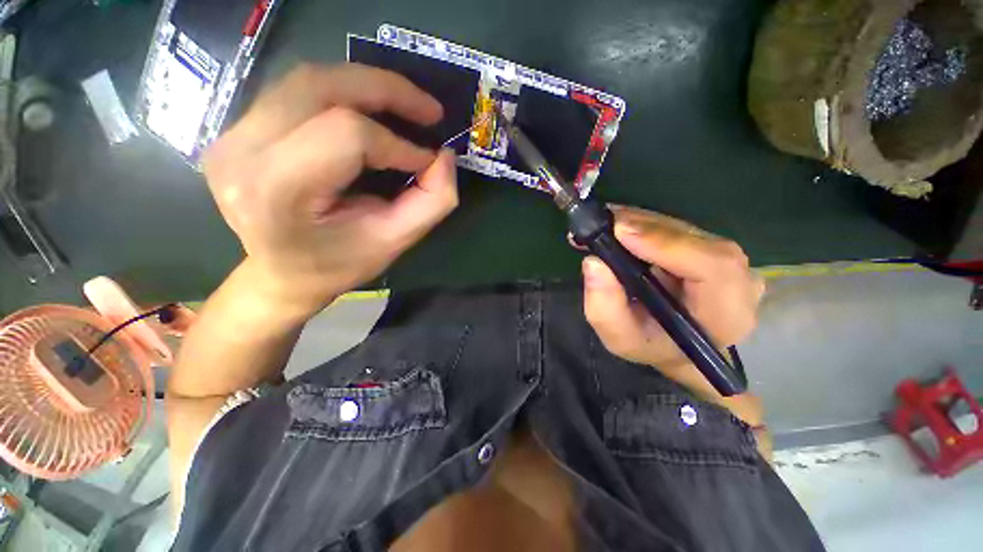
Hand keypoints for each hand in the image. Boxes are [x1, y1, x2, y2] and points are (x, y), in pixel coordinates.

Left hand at [202, 63, 457, 316]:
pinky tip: (370, 110)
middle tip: (429, 109)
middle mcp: (242, 153)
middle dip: (386, 90)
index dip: (397, 144)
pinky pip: (297, 91)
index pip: (346, 135)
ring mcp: (231, 135)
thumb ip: (431, 202)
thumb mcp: (394, 242)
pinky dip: (343, 93)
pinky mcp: (237, 129)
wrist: (283, 274)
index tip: (427, 161)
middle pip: (320, 87)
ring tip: (405, 105)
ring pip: (308, 80)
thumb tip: (445, 157)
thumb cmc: (339, 264)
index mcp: (275, 191)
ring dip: (366, 85)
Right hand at [582, 205, 764, 380]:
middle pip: (697, 240)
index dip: (668, 243)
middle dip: (645, 227)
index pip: (713, 266)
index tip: (620, 232)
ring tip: (604, 221)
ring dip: (641, 222)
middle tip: (603, 221)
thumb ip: (605, 307)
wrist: (674, 347)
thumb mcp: (619, 338)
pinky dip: (646, 223)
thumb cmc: (649, 346)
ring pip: (686, 229)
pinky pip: (680, 228)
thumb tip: (594, 262)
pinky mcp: (713, 249)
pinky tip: (620, 225)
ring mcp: (730, 262)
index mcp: (726, 314)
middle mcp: (739, 283)